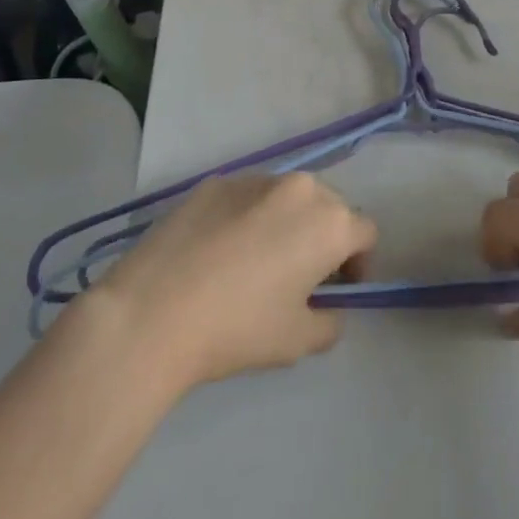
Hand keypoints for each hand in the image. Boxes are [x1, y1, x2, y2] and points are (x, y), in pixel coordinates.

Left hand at [93, 173, 376, 391]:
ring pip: (286, 197)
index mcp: (328, 220)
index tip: (336, 290)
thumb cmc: (238, 327)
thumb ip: (329, 321)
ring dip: (285, 222)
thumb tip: (326, 307)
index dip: (358, 263)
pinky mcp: (214, 181)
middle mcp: (297, 186)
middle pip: (327, 206)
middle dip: (323, 237)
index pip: (364, 232)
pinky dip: (247, 217)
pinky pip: (247, 196)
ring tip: (255, 261)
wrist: (154, 310)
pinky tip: (218, 252)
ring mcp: (253, 178)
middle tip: (299, 276)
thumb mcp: (298, 341)